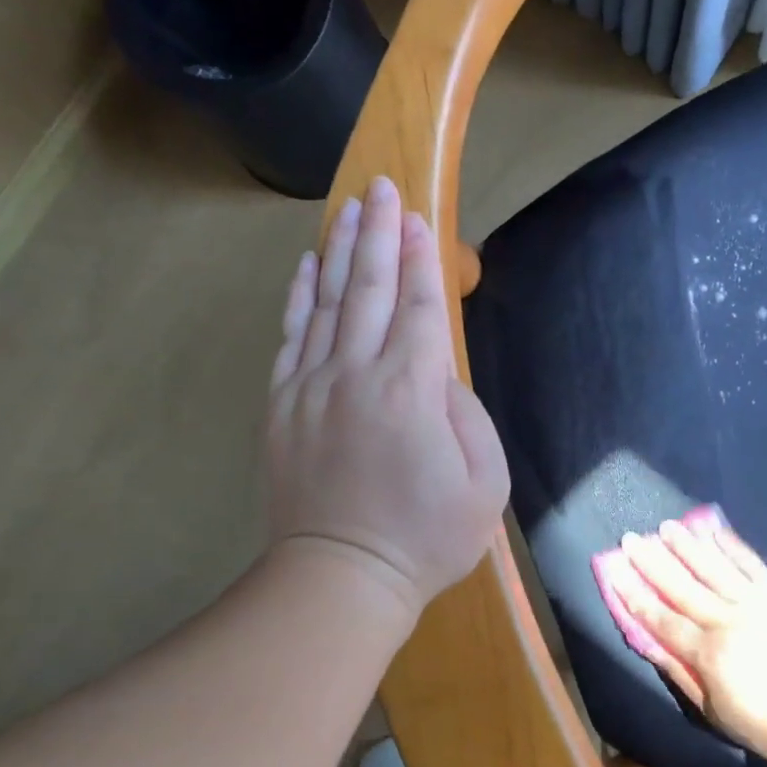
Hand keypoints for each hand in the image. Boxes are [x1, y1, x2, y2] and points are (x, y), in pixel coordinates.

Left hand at [267, 176, 509, 618]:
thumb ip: (467, 416)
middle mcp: (356, 375)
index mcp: (411, 391)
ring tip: (348, 209)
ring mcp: (311, 388)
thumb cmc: (426, 538)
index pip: (417, 308)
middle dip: (378, 235)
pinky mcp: (282, 406)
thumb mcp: (484, 484)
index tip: (418, 218)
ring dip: (338, 251)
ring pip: (325, 303)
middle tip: (382, 189)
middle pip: (368, 289)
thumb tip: (439, 375)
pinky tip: (306, 268)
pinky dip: (299, 297)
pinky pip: (290, 337)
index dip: (420, 260)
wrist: (341, 577)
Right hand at [613, 514, 766, 766]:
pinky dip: (733, 547)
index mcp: (709, 653)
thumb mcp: (717, 713)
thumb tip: (649, 644)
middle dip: (653, 561)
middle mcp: (728, 620)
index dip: (635, 594)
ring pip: (715, 567)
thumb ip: (681, 674)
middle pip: (683, 585)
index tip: (615, 571)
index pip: (662, 618)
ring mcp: (758, 604)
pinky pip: (752, 565)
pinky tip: (716, 532)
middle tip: (632, 537)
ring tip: (667, 526)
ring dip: (688, 545)